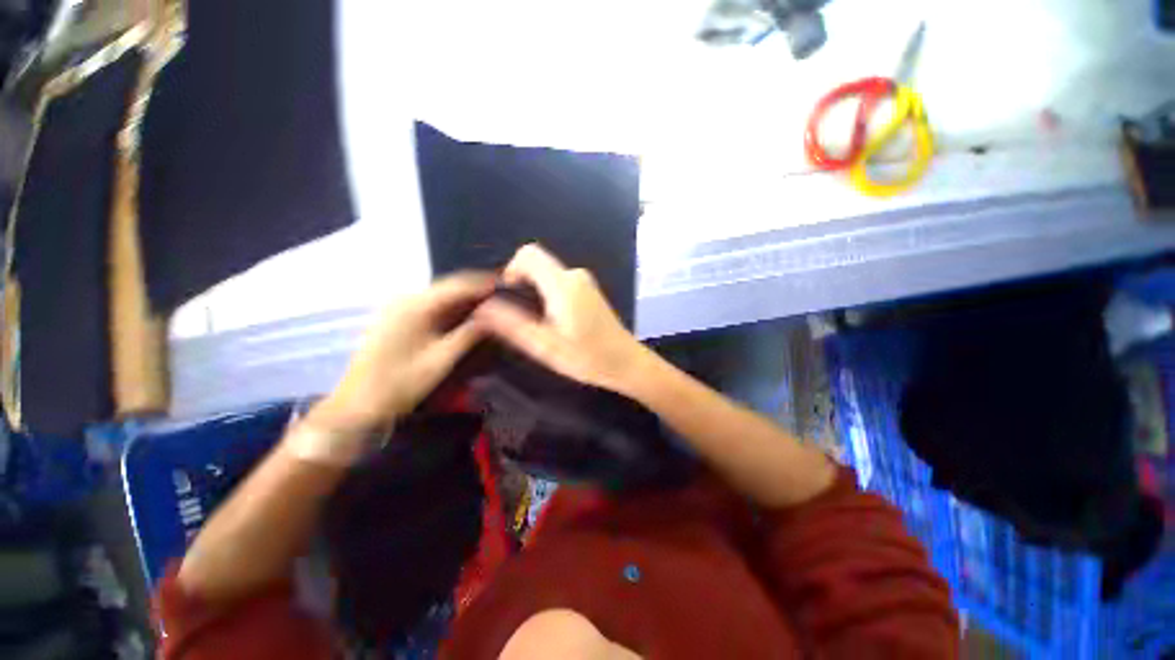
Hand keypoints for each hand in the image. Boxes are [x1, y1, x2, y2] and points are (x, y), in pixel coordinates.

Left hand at [311, 272, 495, 434]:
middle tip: (502, 292)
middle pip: (449, 285)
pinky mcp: (397, 316)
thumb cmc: (401, 383)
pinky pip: (431, 302)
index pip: (458, 286)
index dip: (484, 284)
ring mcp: (399, 306)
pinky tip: (466, 311)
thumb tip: (494, 318)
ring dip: (465, 295)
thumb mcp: (441, 360)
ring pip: (441, 293)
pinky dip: (451, 304)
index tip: (507, 285)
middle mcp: (406, 298)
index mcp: (416, 306)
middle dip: (476, 287)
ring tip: (491, 299)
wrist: (358, 403)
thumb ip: (469, 335)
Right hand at [473, 244, 652, 395]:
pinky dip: (548, 295)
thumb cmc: (587, 357)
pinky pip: (560, 283)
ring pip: (548, 274)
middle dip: (521, 283)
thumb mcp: (544, 345)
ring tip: (537, 323)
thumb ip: (512, 324)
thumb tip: (483, 307)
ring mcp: (585, 282)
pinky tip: (554, 322)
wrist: (626, 363)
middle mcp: (574, 275)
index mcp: (562, 284)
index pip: (528, 254)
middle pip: (537, 263)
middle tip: (519, 316)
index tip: (506, 295)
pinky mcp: (589, 291)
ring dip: (534, 291)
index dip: (510, 268)